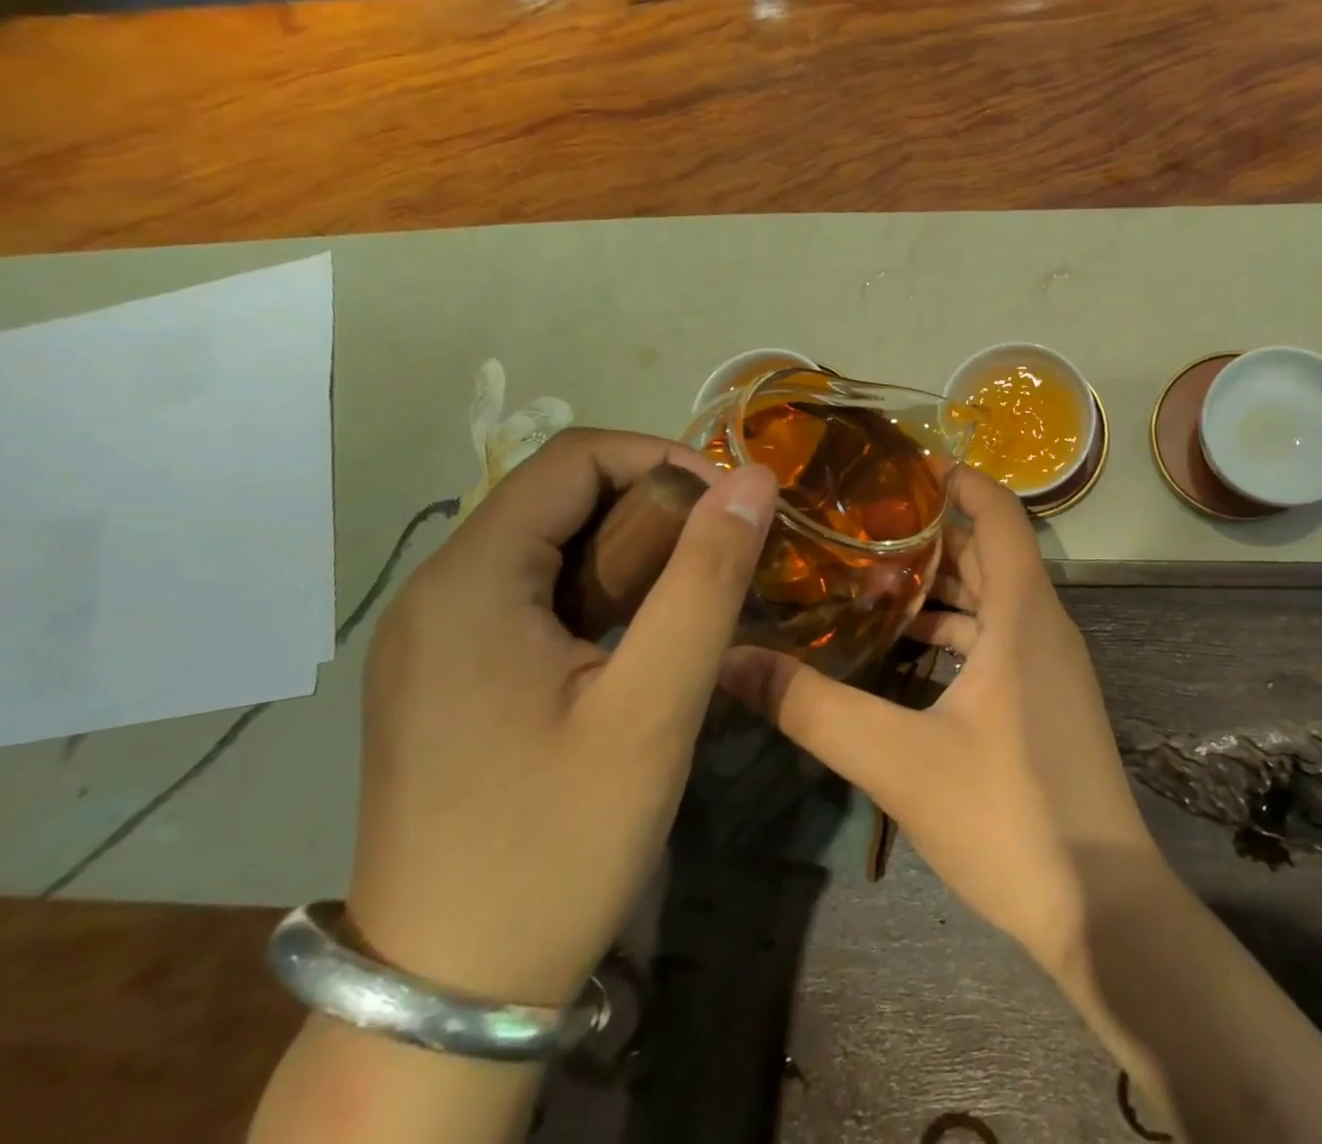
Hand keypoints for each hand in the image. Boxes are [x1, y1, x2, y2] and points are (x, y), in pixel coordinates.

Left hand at [346, 429, 776, 1005]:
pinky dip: (600, 591)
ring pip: (550, 545)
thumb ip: (707, 578)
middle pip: (559, 497)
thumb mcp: (654, 705)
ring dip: (632, 551)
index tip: (731, 506)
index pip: (574, 458)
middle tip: (723, 559)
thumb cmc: (559, 840)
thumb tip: (753, 478)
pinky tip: (640, 641)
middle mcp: (438, 592)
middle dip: (654, 507)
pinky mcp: (448, 676)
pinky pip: (533, 595)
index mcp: (471, 582)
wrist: (452, 995)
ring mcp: (435, 638)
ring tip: (694, 598)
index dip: (664, 458)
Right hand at [718, 464, 1156, 970]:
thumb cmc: (1008, 817)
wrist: (1102, 909)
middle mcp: (1043, 624)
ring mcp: (1049, 664)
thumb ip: (814, 709)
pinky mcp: (1045, 699)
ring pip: (991, 599)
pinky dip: (954, 630)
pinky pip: (997, 639)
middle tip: (856, 525)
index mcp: (1023, 613)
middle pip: (987, 552)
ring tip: (865, 579)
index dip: (957, 480)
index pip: (998, 512)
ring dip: (937, 586)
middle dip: (928, 533)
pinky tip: (903, 648)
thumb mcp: (899, 761)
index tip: (899, 467)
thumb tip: (731, 661)